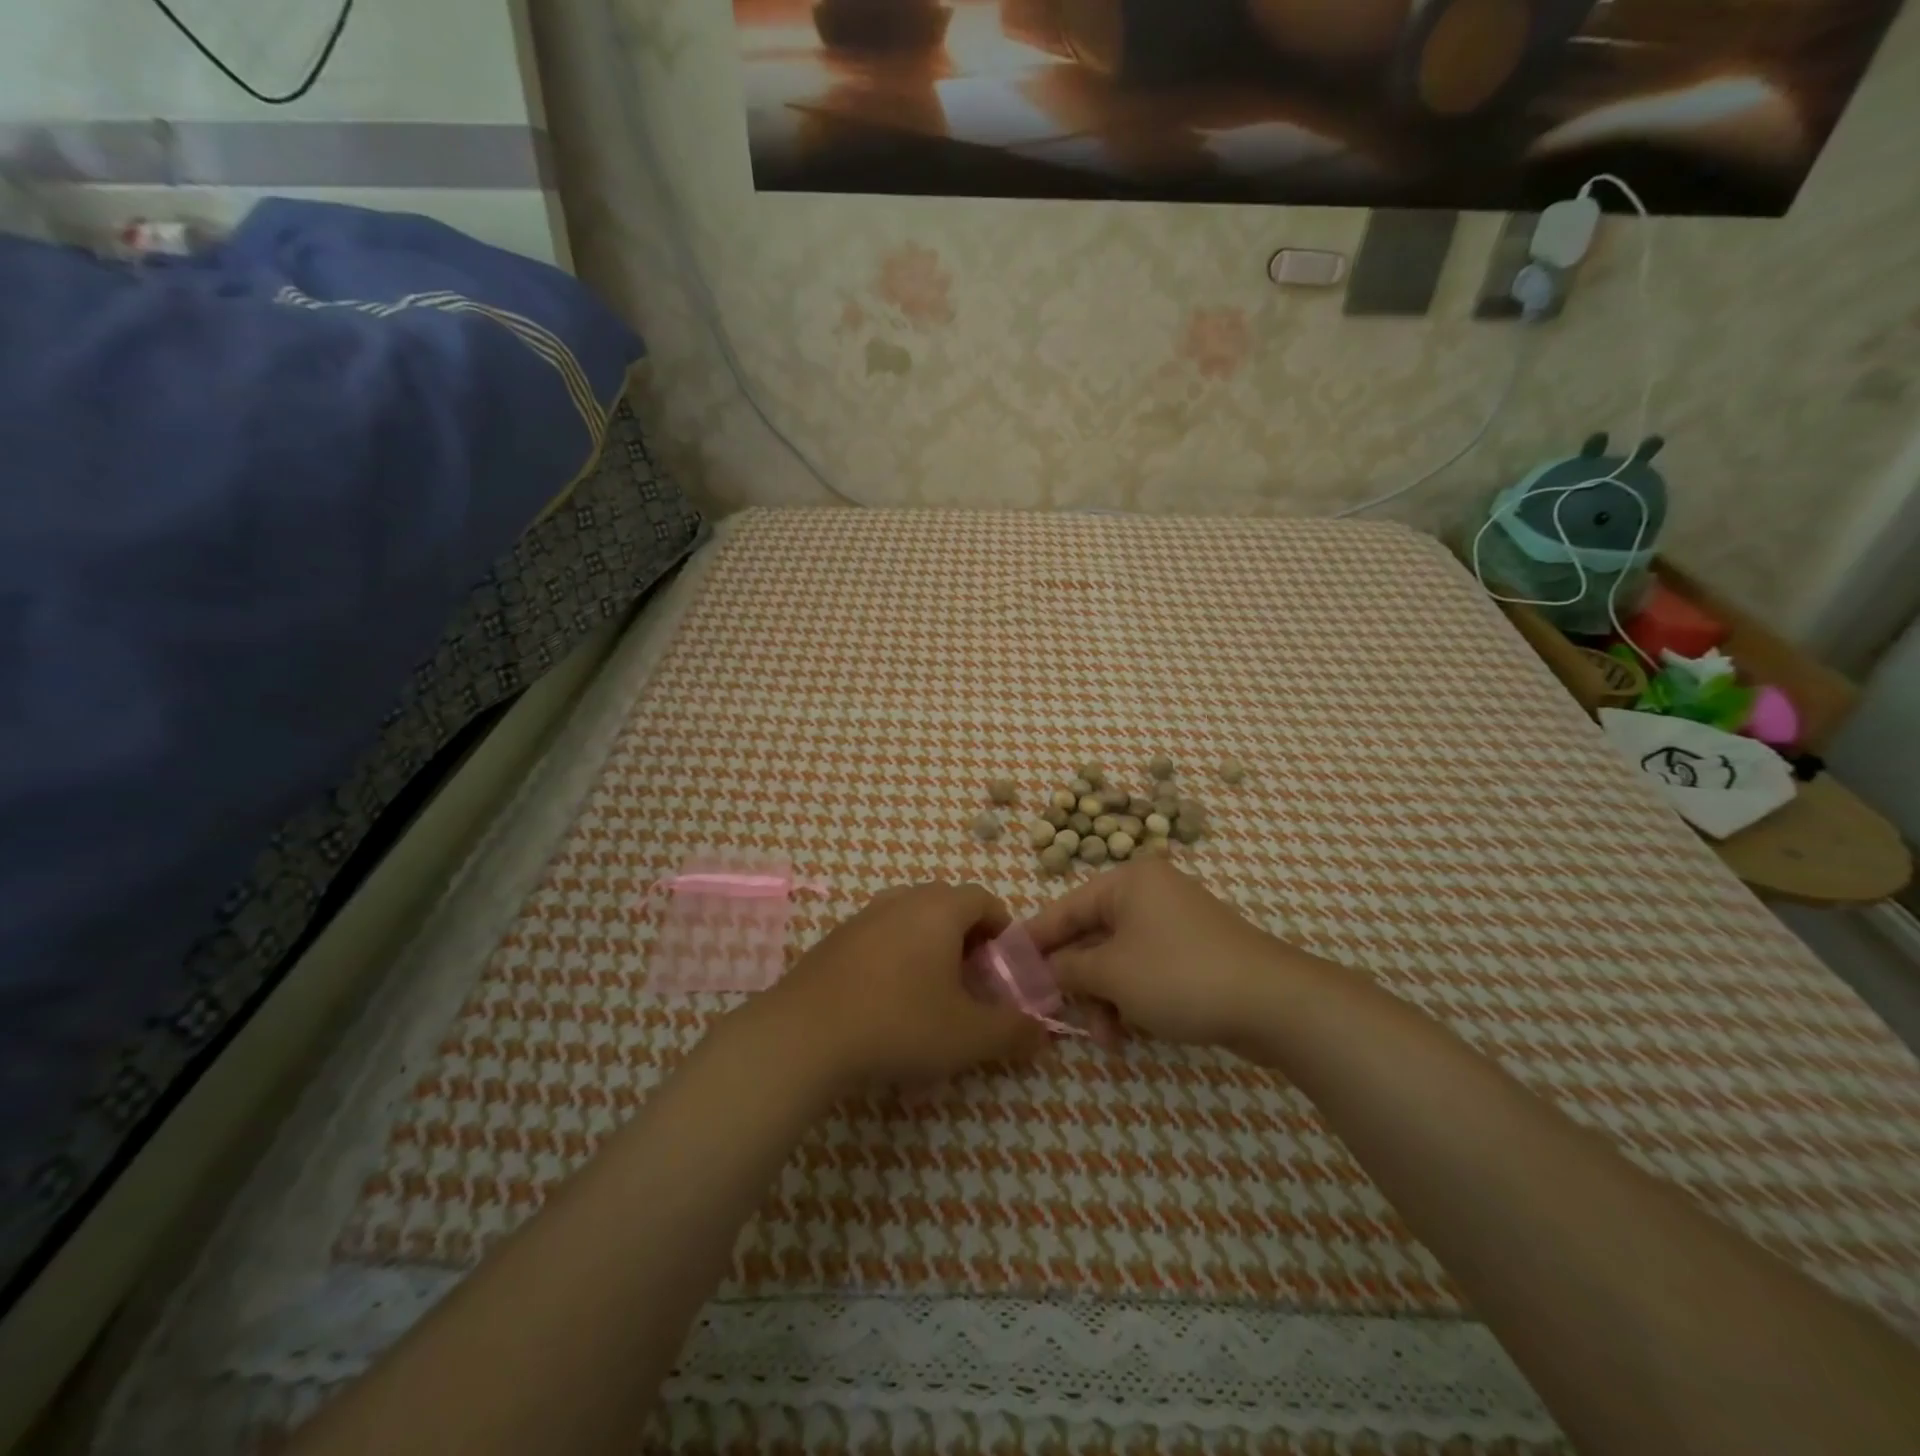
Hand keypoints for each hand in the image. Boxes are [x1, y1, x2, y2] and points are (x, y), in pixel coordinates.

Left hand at [761, 883, 1048, 1088]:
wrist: (804, 1035)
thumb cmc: (900, 1023)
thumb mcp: (968, 1036)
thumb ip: (1013, 1031)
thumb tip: (1042, 1032)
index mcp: (939, 909)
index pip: (984, 899)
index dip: (1002, 930)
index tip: (1003, 969)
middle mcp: (902, 900)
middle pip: (947, 905)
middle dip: (967, 939)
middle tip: (971, 983)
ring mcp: (863, 916)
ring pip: (910, 919)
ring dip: (929, 947)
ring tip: (930, 992)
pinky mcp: (834, 939)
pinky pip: (879, 937)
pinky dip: (895, 957)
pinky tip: (887, 1001)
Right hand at [1023, 860, 1296, 1048]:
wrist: (1274, 1004)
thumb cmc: (1180, 976)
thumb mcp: (1112, 973)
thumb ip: (1068, 968)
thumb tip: (1042, 970)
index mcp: (1128, 882)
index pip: (1065, 908)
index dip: (1034, 940)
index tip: (1005, 967)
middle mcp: (1150, 893)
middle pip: (1091, 936)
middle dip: (1077, 981)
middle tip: (1057, 1015)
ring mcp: (1174, 923)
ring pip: (1118, 959)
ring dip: (1105, 999)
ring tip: (1107, 1039)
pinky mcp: (1193, 953)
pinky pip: (1145, 970)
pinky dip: (1131, 998)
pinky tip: (1129, 1034)